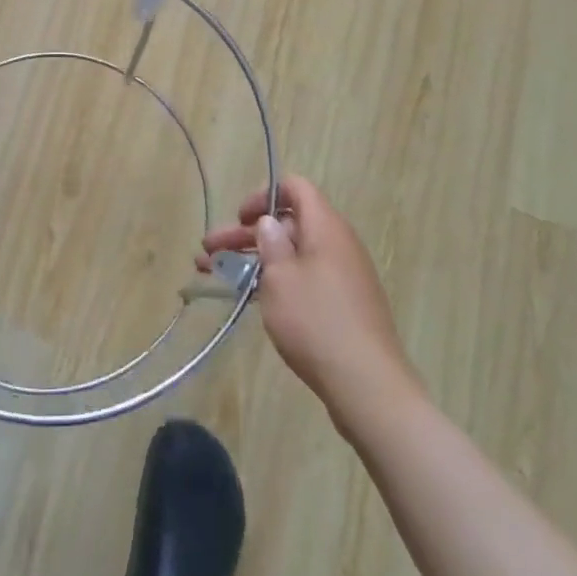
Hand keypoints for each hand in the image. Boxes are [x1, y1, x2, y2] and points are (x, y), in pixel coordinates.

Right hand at [201, 175, 410, 421]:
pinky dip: (275, 282)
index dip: (265, 194)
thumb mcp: (281, 279)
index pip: (296, 188)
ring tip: (213, 273)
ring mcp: (341, 277)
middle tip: (208, 250)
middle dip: (245, 235)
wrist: (368, 387)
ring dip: (254, 261)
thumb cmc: (317, 322)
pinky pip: (303, 280)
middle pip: (287, 224)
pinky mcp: (342, 306)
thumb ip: (270, 244)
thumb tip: (270, 223)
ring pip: (291, 255)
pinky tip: (247, 298)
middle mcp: (337, 244)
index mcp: (326, 227)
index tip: (241, 217)